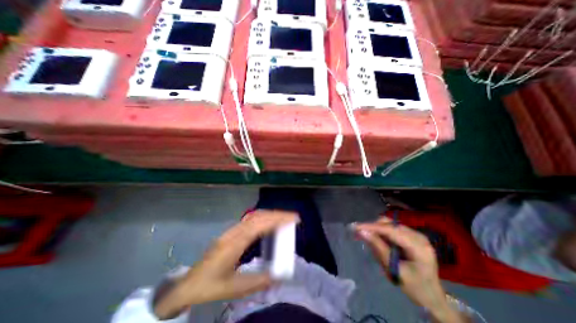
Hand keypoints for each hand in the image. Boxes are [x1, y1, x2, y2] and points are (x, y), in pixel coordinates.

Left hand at [155, 211, 298, 318]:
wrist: (187, 284)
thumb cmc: (209, 286)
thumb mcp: (233, 289)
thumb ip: (257, 282)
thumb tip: (278, 276)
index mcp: (235, 243)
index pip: (260, 224)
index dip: (278, 219)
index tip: (293, 219)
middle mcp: (235, 232)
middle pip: (259, 216)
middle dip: (277, 214)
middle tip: (293, 217)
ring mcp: (232, 230)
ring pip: (254, 216)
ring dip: (270, 214)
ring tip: (284, 218)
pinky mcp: (231, 232)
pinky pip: (250, 219)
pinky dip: (263, 217)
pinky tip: (268, 223)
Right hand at [356, 217, 466, 321]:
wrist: (433, 297)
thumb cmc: (415, 287)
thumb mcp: (395, 269)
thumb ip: (378, 248)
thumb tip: (362, 232)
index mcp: (418, 246)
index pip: (390, 230)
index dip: (371, 227)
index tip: (355, 226)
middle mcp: (418, 236)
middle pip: (390, 224)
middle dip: (373, 228)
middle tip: (359, 234)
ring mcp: (416, 235)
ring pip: (390, 225)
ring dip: (377, 230)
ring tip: (368, 238)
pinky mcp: (411, 236)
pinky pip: (392, 229)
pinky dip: (383, 233)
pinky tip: (379, 241)